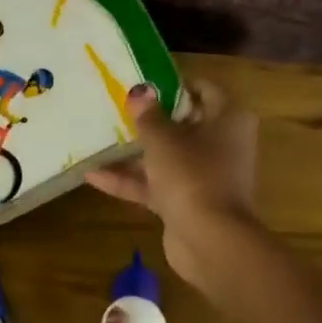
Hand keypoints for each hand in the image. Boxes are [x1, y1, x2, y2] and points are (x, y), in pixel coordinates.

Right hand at [86, 80, 258, 288]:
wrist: (209, 240)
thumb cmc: (192, 175)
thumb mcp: (163, 139)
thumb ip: (148, 115)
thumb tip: (139, 92)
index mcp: (228, 120)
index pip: (204, 90)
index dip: (174, 84)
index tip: (143, 82)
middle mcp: (221, 144)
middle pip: (183, 124)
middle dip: (150, 119)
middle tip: (116, 106)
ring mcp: (204, 176)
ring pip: (167, 157)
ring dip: (134, 152)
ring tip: (97, 139)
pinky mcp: (187, 202)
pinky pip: (157, 184)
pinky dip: (130, 180)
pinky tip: (92, 176)